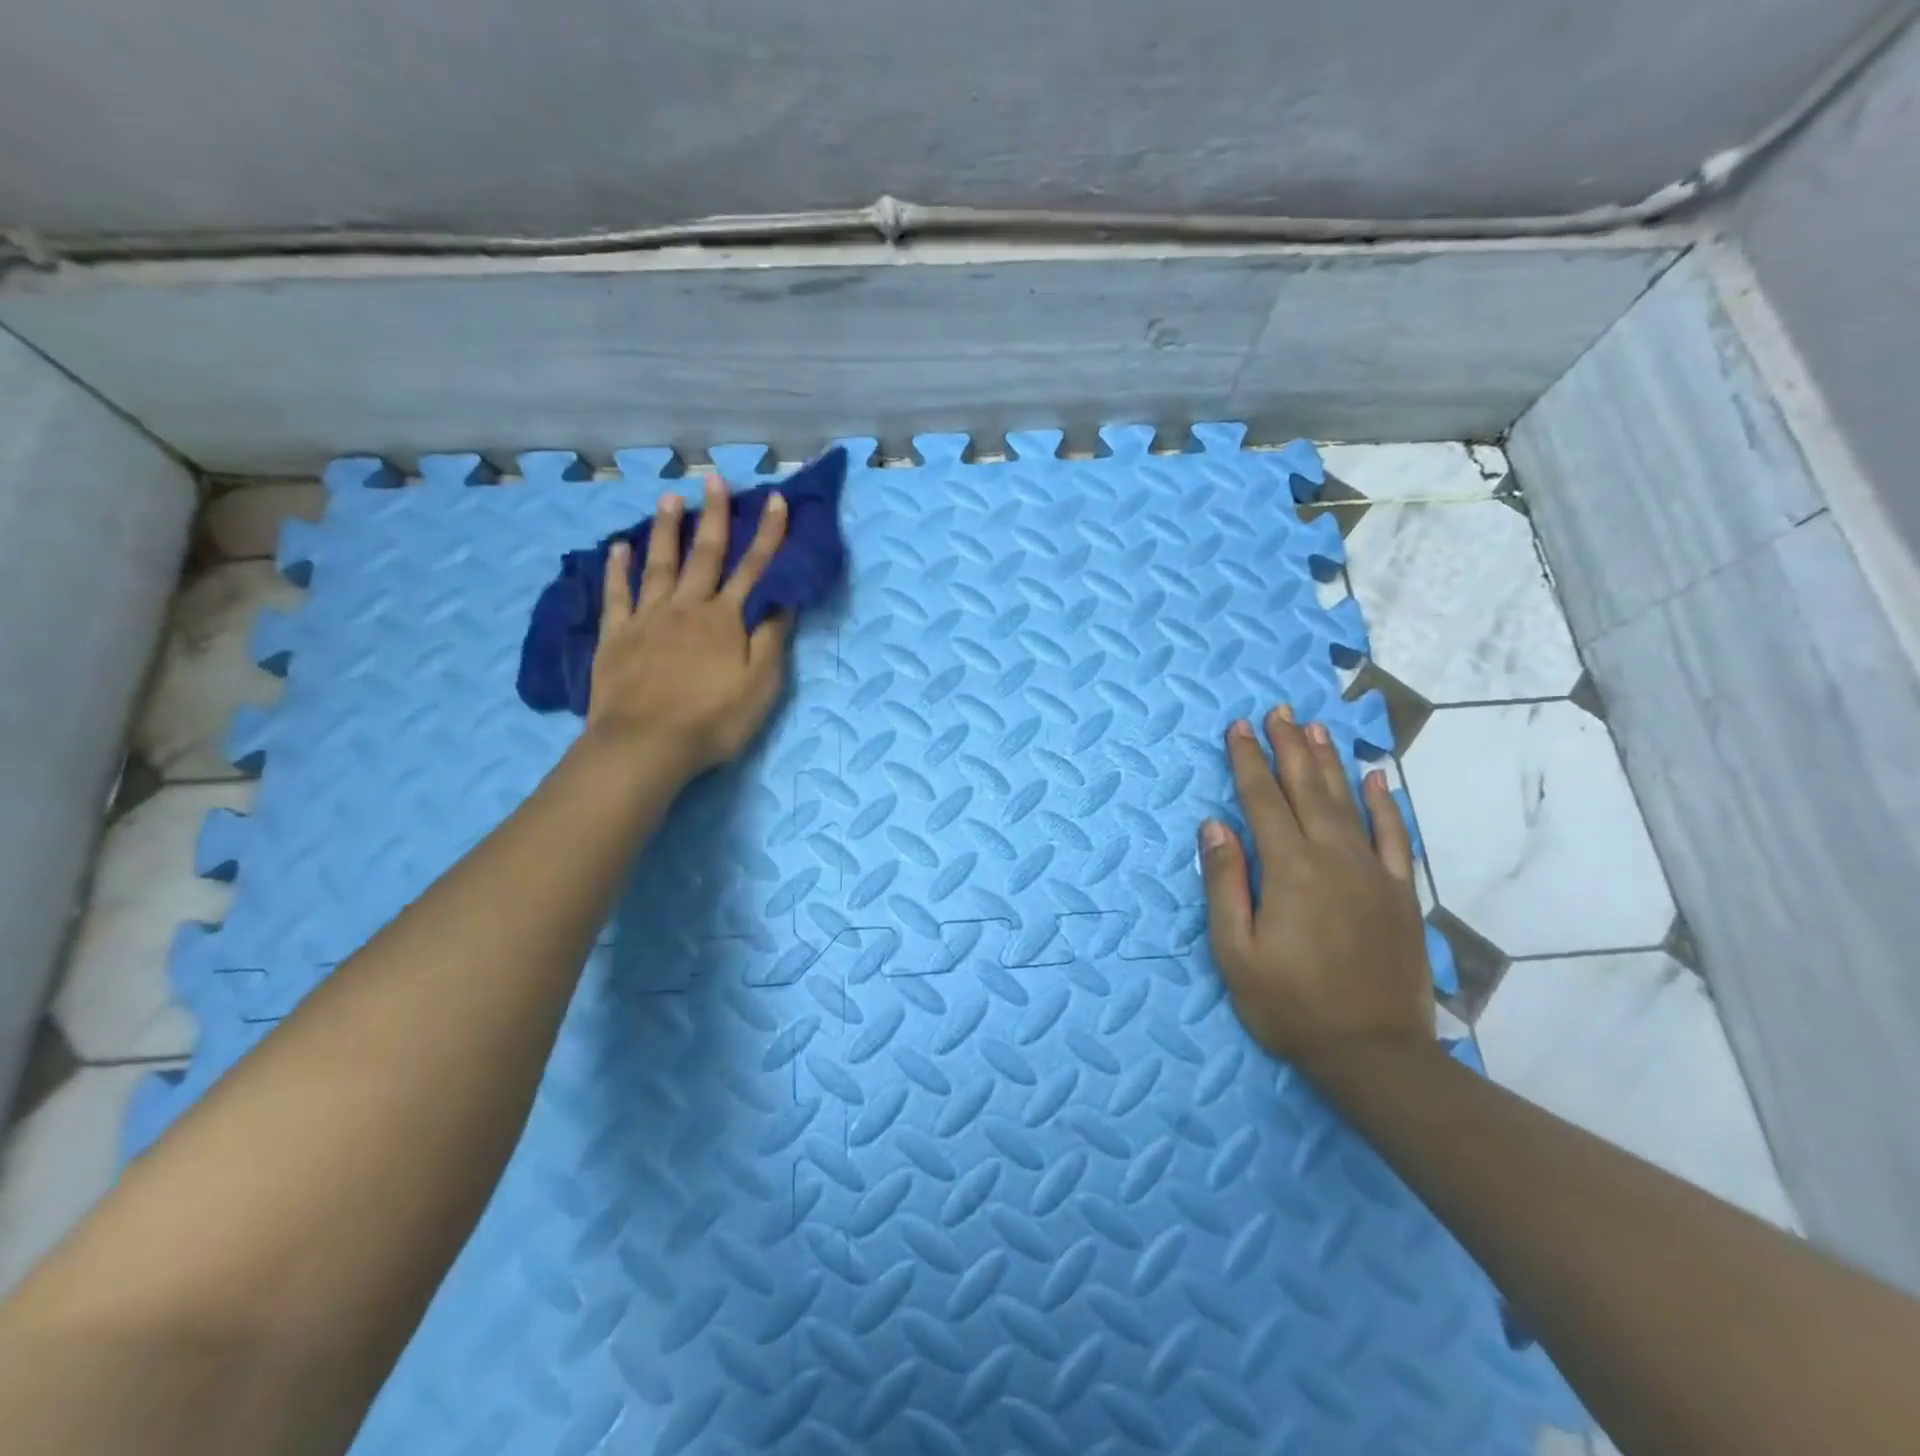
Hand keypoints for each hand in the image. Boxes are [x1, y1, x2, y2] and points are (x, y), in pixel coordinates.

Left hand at [584, 476, 790, 776]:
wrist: (646, 744)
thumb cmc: (713, 720)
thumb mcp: (760, 686)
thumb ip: (770, 640)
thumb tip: (782, 600)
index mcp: (725, 620)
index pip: (754, 569)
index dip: (768, 534)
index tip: (776, 500)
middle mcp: (687, 608)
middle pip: (704, 555)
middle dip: (714, 516)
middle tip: (714, 479)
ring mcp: (647, 619)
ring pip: (659, 565)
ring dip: (667, 530)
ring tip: (669, 498)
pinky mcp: (616, 636)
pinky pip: (617, 594)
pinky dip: (617, 569)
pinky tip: (618, 547)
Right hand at [1200, 707, 1434, 1071]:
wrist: (1373, 1053)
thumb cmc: (1289, 1004)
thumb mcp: (1235, 951)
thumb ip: (1224, 883)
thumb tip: (1214, 825)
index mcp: (1289, 869)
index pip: (1262, 800)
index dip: (1247, 760)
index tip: (1238, 727)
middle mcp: (1333, 857)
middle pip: (1306, 788)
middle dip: (1289, 747)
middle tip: (1278, 712)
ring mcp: (1372, 873)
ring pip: (1348, 802)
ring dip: (1330, 762)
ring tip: (1317, 728)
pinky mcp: (1399, 893)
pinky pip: (1393, 837)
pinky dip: (1385, 805)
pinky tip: (1378, 780)